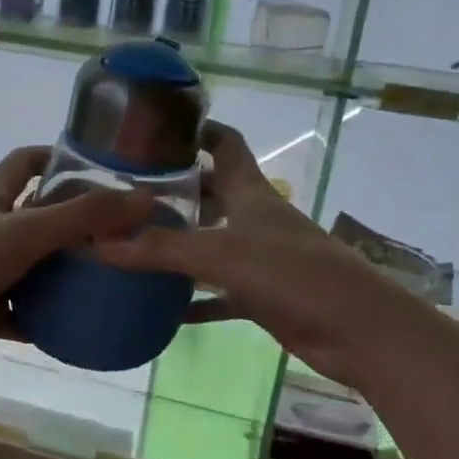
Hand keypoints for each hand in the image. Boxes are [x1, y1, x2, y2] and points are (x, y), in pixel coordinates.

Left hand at [0, 146, 153, 377]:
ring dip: (68, 269)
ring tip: (116, 271)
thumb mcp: (25, 232)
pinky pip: (30, 310)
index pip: (23, 162)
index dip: (55, 155)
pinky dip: (53, 314)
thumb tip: (146, 198)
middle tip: (123, 226)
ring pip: (36, 265)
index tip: (96, 162)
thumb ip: (83, 216)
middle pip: (37, 215)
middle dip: (75, 219)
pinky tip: (88, 319)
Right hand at [97, 121, 405, 388]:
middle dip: (173, 190)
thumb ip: (161, 249)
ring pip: (209, 243)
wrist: (357, 330)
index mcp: (250, 191)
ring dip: (177, 243)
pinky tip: (159, 306)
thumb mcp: (222, 254)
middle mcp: (253, 218)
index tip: (156, 127)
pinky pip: (216, 293)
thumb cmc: (294, 274)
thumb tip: (100, 244)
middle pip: (210, 192)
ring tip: (131, 243)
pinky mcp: (261, 295)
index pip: (224, 143)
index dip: (196, 130)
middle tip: (126, 194)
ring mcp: (258, 258)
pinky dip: (191, 297)